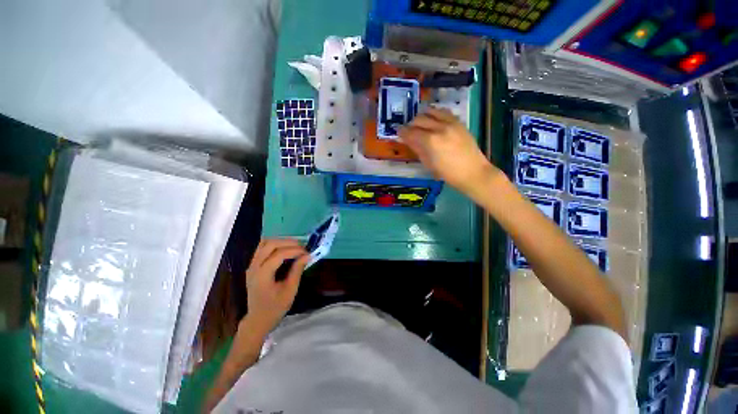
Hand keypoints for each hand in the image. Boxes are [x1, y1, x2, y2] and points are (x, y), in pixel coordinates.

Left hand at [244, 238, 309, 334]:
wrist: (258, 319)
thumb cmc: (275, 308)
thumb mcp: (290, 291)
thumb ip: (297, 271)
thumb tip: (307, 255)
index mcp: (262, 275)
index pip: (278, 254)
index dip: (294, 250)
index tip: (307, 252)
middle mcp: (254, 267)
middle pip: (270, 244)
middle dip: (288, 242)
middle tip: (302, 247)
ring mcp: (251, 265)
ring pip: (264, 243)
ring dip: (281, 241)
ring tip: (295, 246)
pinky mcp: (253, 265)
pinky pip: (262, 248)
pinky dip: (275, 244)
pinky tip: (285, 249)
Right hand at [399, 107, 497, 194]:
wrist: (473, 171)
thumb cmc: (448, 173)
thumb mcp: (428, 163)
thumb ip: (417, 148)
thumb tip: (408, 139)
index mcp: (430, 141)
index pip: (411, 132)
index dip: (402, 131)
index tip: (398, 132)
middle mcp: (439, 127)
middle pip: (419, 119)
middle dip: (411, 124)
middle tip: (408, 131)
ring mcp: (451, 122)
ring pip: (431, 111)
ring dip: (422, 116)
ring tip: (420, 124)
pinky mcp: (458, 122)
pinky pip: (444, 111)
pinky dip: (435, 113)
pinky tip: (433, 120)